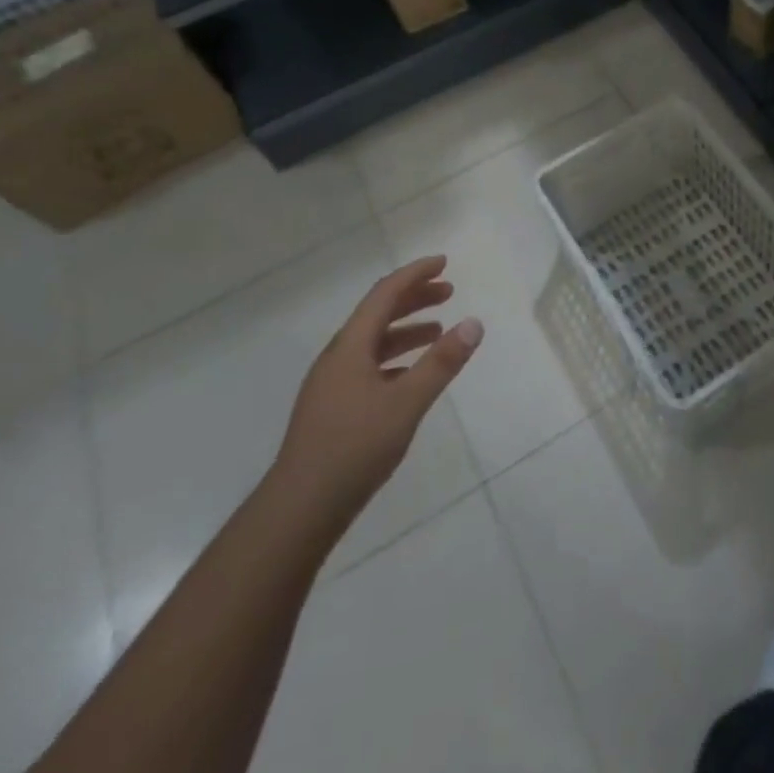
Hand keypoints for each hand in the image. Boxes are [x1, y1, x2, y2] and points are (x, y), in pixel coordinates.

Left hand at [269, 256, 482, 536]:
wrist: (299, 509)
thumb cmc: (354, 449)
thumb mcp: (406, 403)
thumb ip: (441, 363)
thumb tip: (473, 323)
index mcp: (350, 347)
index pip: (384, 294)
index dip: (415, 274)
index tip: (443, 262)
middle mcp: (338, 357)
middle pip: (378, 314)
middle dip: (414, 298)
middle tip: (448, 291)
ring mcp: (332, 384)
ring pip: (373, 342)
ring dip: (406, 329)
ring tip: (438, 330)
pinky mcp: (334, 409)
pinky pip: (369, 366)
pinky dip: (396, 358)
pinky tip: (412, 375)